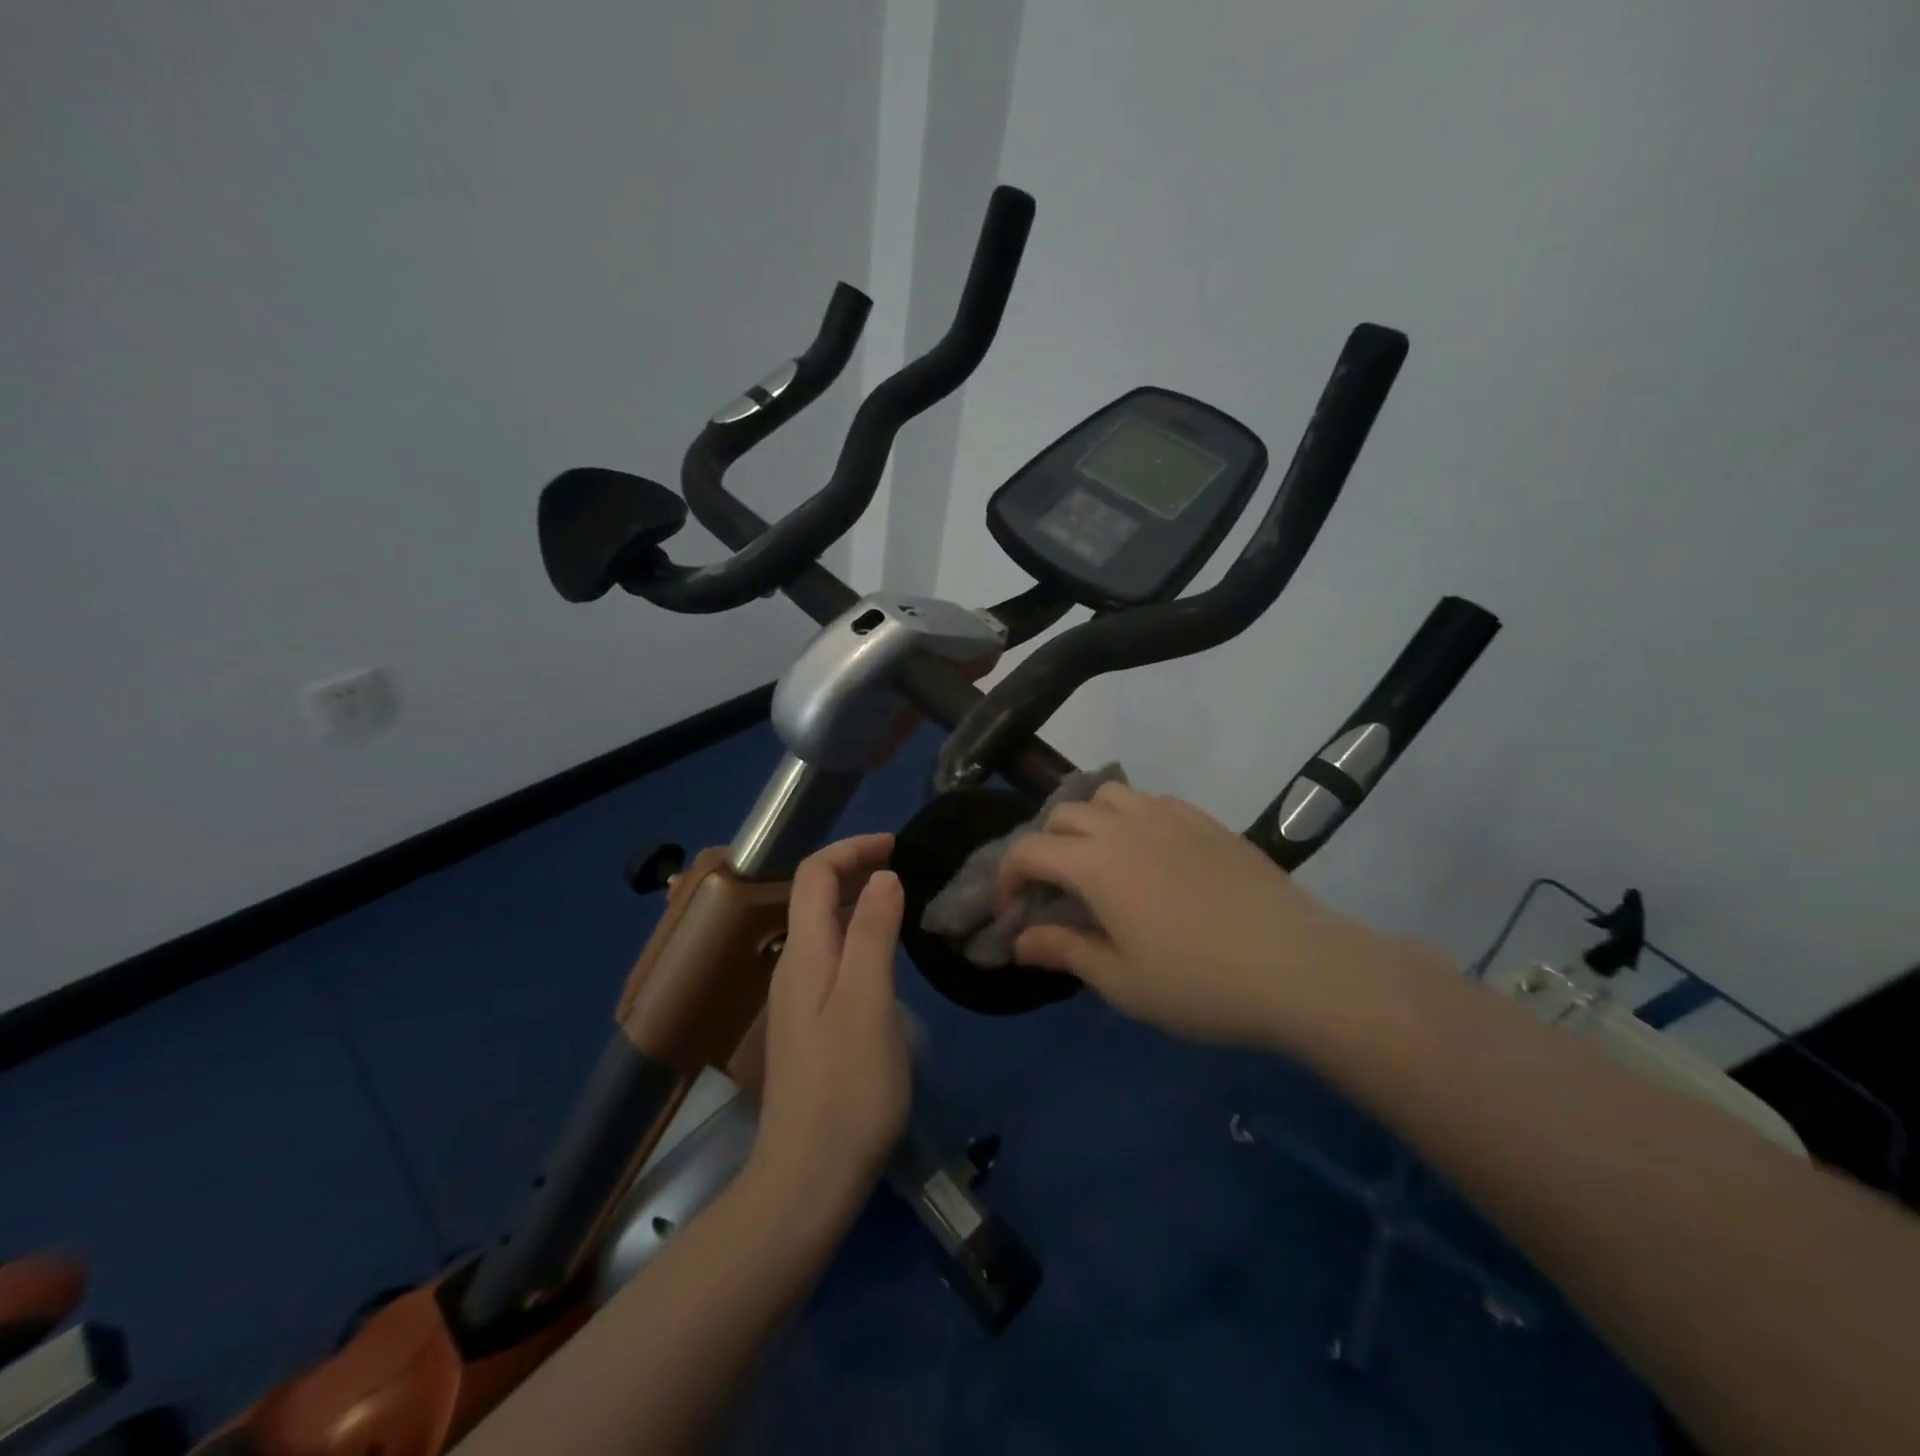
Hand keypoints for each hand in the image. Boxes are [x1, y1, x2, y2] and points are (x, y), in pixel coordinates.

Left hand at [750, 834, 910, 1218]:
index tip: (897, 845)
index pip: (814, 873)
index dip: (852, 848)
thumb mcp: (868, 1000)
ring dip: (857, 901)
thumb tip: (882, 876)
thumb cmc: (847, 1087)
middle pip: (814, 896)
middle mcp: (793, 967)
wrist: (808, 1179)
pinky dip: (858, 936)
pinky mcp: (810, 1027)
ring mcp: (798, 1000)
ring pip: (823, 928)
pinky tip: (885, 958)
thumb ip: (871, 932)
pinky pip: (831, 958)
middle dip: (855, 868)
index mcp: (804, 954)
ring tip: (901, 902)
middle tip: (905, 868)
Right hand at [999, 784, 1401, 1046]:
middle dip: (1044, 846)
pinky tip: (1149, 853)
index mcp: (1095, 863)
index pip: (1029, 850)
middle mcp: (1125, 826)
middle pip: (1063, 815)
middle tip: (1054, 889)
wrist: (1295, 965)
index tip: (1010, 908)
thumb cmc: (1198, 982)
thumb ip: (1064, 951)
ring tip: (1098, 860)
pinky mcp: (1205, 820)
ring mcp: (1169, 816)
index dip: (1007, 876)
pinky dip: (1131, 817)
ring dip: (1087, 821)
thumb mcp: (1121, 981)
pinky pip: (1151, 800)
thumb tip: (1019, 941)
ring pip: (1108, 795)